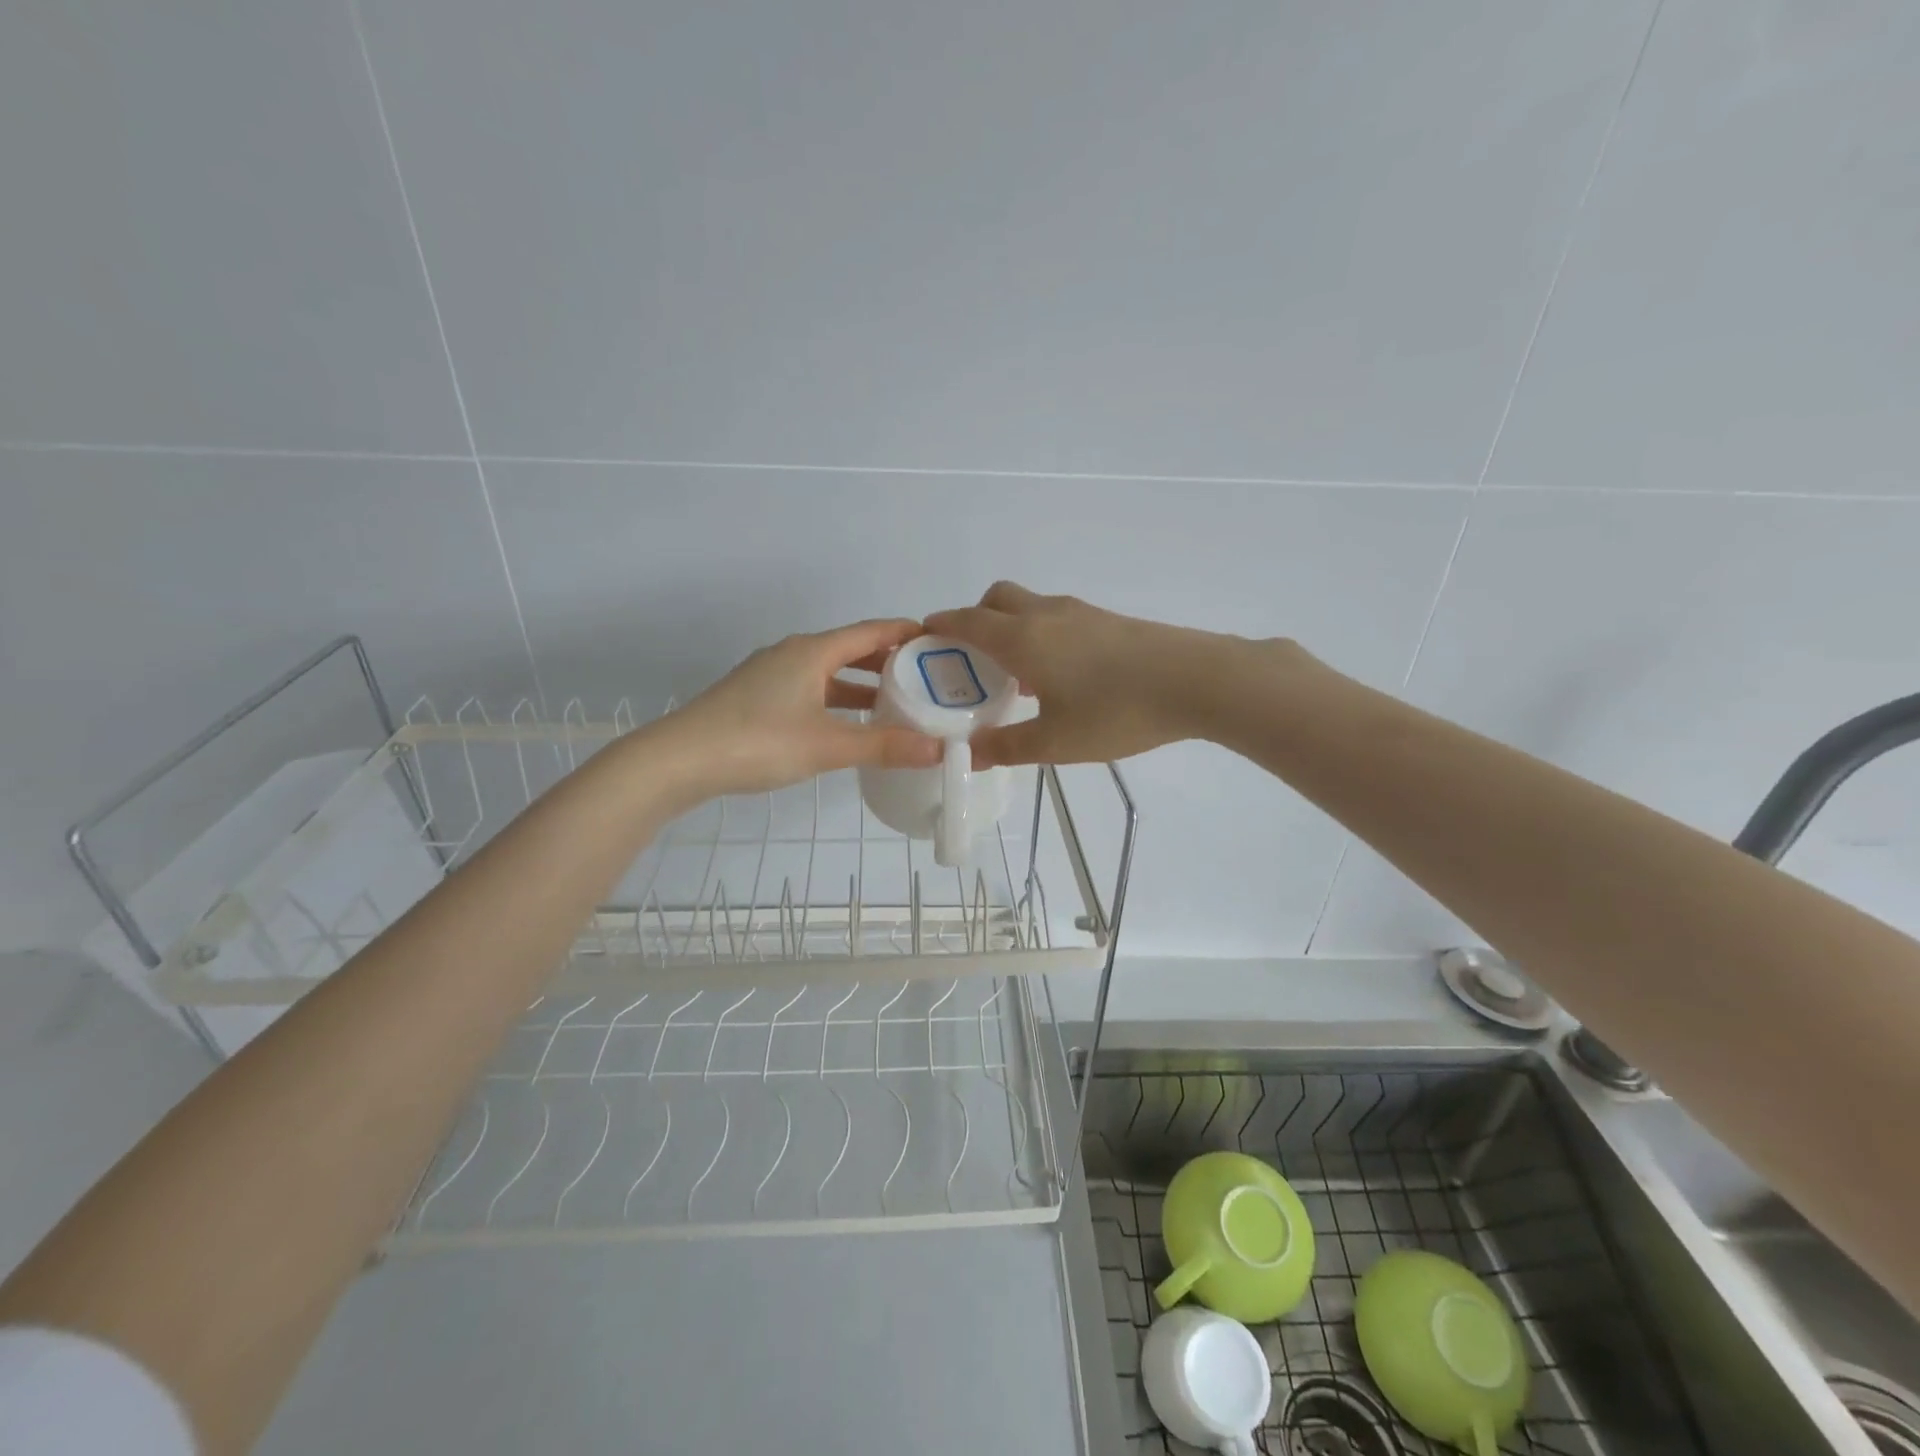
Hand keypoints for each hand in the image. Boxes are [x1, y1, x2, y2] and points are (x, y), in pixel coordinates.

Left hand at [662, 618, 942, 795]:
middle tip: (925, 676)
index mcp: (812, 651)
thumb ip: (884, 746)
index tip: (938, 639)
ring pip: (828, 672)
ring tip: (895, 701)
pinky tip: (847, 724)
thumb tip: (938, 749)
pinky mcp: (757, 698)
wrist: (679, 760)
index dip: (905, 633)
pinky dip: (836, 700)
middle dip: (887, 661)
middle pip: (850, 649)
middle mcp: (792, 654)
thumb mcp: (828, 746)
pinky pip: (810, 689)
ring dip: (861, 684)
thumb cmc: (759, 742)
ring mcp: (771, 675)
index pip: (870, 631)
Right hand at [924, 583, 1229, 766]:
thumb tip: (968, 753)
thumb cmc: (1116, 712)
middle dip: (974, 619)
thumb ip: (1006, 746)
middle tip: (972, 661)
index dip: (939, 626)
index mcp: (1021, 637)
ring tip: (1014, 675)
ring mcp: (1080, 612)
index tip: (922, 639)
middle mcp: (1045, 614)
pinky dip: (1039, 634)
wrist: (1196, 681)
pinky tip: (1058, 675)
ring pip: (1028, 606)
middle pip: (996, 599)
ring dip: (1010, 627)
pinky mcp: (1107, 620)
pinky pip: (1056, 617)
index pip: (966, 620)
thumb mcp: (1054, 742)